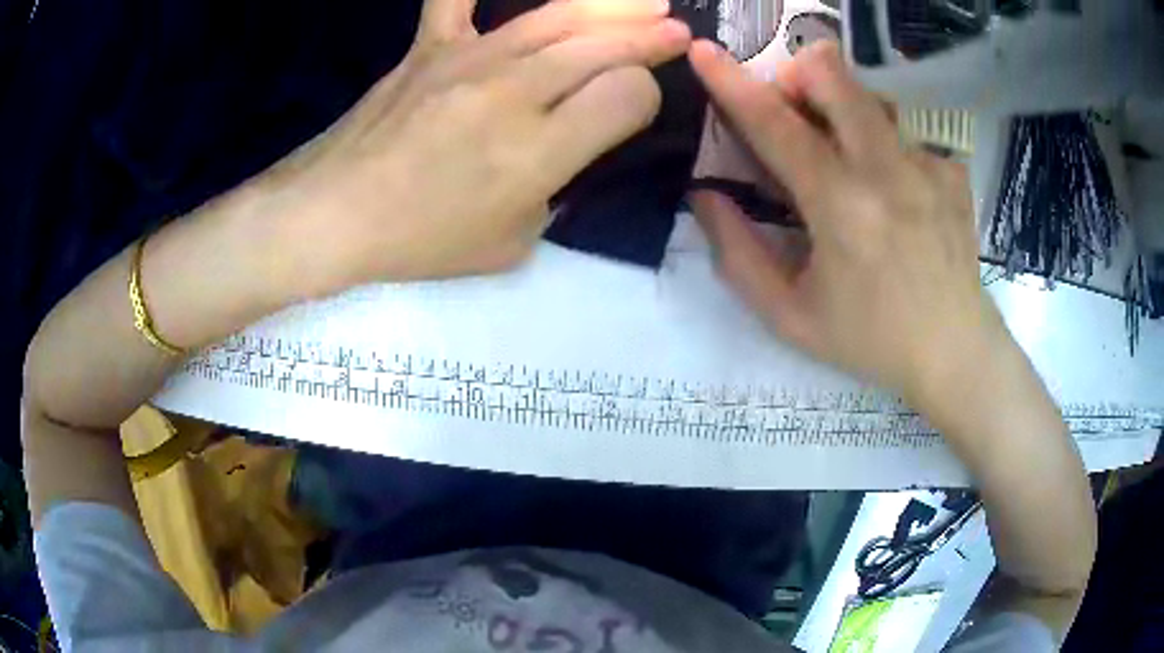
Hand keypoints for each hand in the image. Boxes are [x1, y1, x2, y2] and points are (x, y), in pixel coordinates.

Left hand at [260, 0, 690, 294]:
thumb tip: (567, 150)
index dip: (644, 98)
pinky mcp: (430, 45)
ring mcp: (469, 59)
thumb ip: (552, 192)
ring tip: (648, 1)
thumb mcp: (509, 245)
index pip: (627, 97)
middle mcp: (514, 92)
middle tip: (677, 31)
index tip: (636, 107)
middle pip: (603, 47)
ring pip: (558, 16)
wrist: (334, 213)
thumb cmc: (419, 240)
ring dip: (613, 5)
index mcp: (538, 151)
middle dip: (652, 37)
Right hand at [687, 41, 1009, 404]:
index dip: (731, 83)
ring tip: (846, 156)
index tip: (703, 51)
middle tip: (791, 107)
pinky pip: (904, 131)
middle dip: (798, 73)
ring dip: (842, 107)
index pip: (775, 125)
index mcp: (842, 208)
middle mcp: (887, 170)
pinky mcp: (951, 170)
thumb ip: (738, 255)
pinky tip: (894, 191)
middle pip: (834, 76)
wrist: (955, 352)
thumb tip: (704, 196)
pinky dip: (884, 145)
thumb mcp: (790, 317)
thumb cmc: (871, 341)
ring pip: (870, 95)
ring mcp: (927, 164)